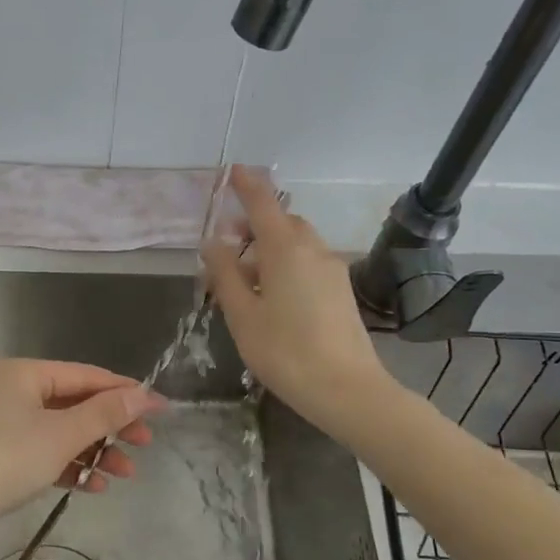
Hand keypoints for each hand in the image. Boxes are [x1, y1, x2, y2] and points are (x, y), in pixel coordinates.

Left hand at [0, 359, 163, 542]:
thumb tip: (143, 395)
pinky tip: (92, 486)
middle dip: (110, 425)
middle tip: (145, 444)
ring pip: (58, 430)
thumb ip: (105, 413)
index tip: (158, 408)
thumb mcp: (62, 435)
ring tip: (125, 474)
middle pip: (72, 402)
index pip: (84, 375)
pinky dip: (67, 464)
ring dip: (93, 450)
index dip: (124, 391)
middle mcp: (8, 390)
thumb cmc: (5, 462)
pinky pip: (40, 451)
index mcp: (21, 373)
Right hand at [202, 166, 393, 434]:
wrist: (347, 389)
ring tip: (243, 279)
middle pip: (281, 222)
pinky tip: (271, 296)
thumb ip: (224, 274)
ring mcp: (331, 269)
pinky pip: (308, 262)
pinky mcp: (341, 290)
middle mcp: (312, 249)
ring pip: (296, 243)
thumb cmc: (285, 351)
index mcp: (285, 249)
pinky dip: (285, 264)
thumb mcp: (242, 315)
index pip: (263, 202)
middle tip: (226, 246)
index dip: (246, 184)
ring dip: (269, 247)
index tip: (232, 170)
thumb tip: (212, 242)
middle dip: (253, 224)